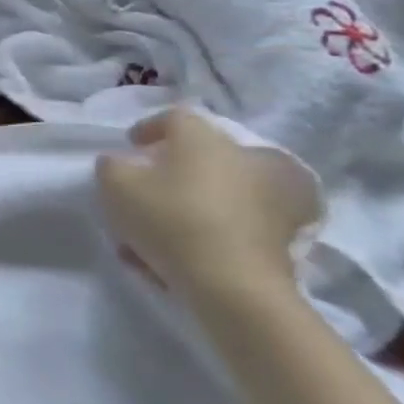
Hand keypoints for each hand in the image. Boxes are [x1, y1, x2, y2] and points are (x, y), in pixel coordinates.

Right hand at [94, 106, 318, 314]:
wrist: (236, 286)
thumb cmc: (171, 220)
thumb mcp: (115, 185)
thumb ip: (111, 165)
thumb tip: (122, 162)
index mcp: (207, 137)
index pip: (175, 117)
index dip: (149, 129)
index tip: (132, 148)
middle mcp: (247, 156)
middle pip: (204, 156)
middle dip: (177, 171)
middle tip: (152, 192)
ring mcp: (277, 195)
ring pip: (222, 192)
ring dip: (195, 205)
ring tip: (163, 237)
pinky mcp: (292, 233)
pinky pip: (242, 222)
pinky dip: (217, 232)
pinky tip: (188, 258)